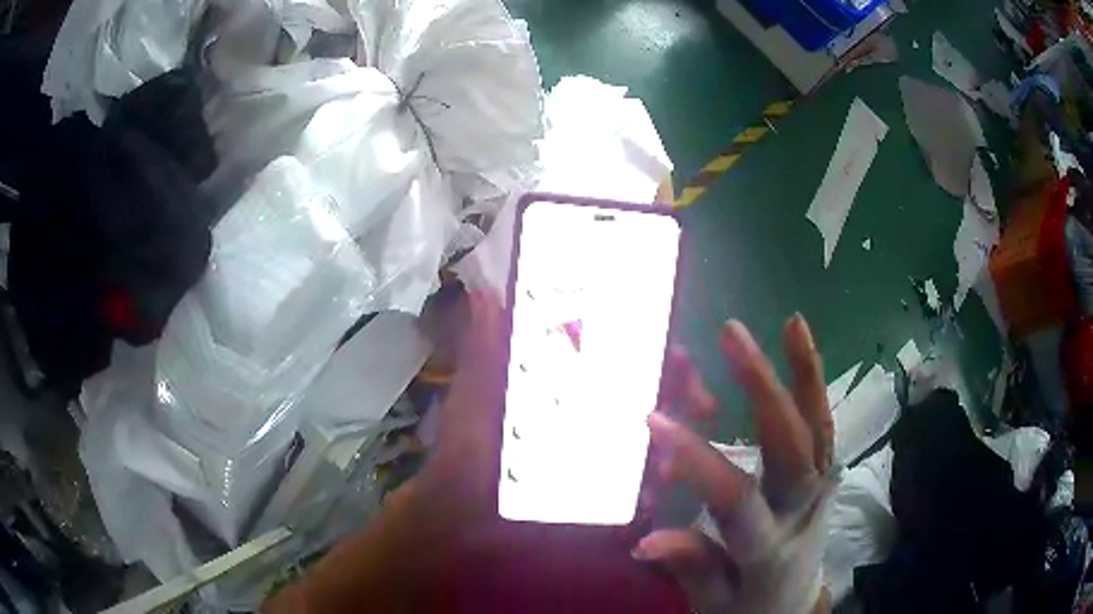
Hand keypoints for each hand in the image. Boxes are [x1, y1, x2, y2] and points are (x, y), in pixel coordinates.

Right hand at [634, 316, 833, 613]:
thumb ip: (690, 566)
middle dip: (761, 387)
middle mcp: (803, 510)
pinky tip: (801, 346)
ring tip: (790, 324)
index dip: (698, 460)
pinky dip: (814, 384)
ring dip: (804, 373)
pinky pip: (823, 426)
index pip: (735, 499)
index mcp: (768, 548)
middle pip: (790, 446)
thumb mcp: (712, 602)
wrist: (791, 607)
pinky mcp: (827, 475)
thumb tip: (645, 540)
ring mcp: (822, 488)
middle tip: (730, 335)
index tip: (654, 419)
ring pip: (818, 426)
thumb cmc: (745, 608)